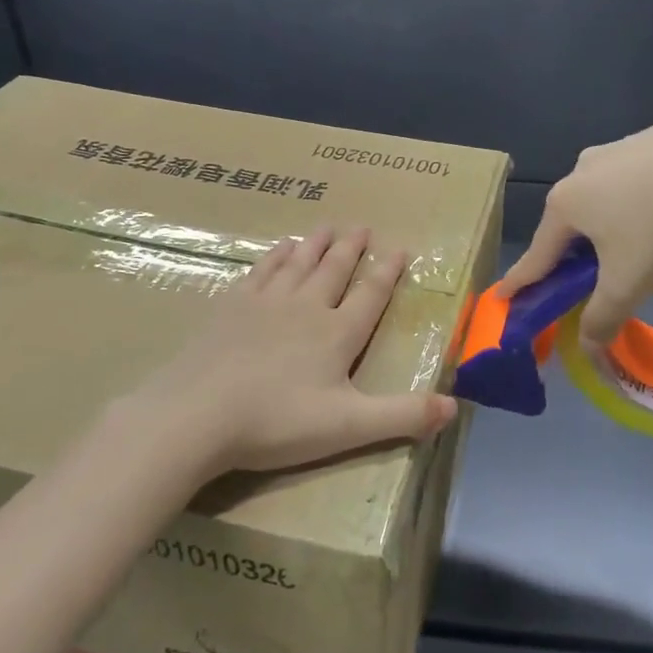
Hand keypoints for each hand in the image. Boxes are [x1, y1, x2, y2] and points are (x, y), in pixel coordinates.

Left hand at [126, 226, 457, 476]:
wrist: (198, 415)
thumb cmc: (277, 422)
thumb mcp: (349, 426)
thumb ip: (403, 415)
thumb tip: (454, 406)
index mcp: (337, 333)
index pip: (370, 294)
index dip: (388, 272)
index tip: (399, 249)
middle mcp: (306, 307)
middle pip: (334, 269)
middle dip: (351, 248)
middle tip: (362, 226)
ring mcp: (265, 302)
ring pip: (299, 263)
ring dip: (316, 244)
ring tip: (327, 226)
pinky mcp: (231, 307)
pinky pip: (262, 270)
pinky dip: (276, 256)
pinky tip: (280, 248)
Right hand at [499, 101, 652, 347]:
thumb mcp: (628, 282)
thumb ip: (603, 317)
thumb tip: (588, 348)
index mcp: (565, 206)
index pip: (537, 254)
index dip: (521, 280)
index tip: (503, 294)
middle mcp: (580, 172)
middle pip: (569, 222)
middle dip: (571, 250)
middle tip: (584, 276)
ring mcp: (615, 149)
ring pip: (602, 197)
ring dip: (608, 222)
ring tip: (637, 243)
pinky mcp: (649, 137)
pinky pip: (634, 178)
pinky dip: (639, 199)